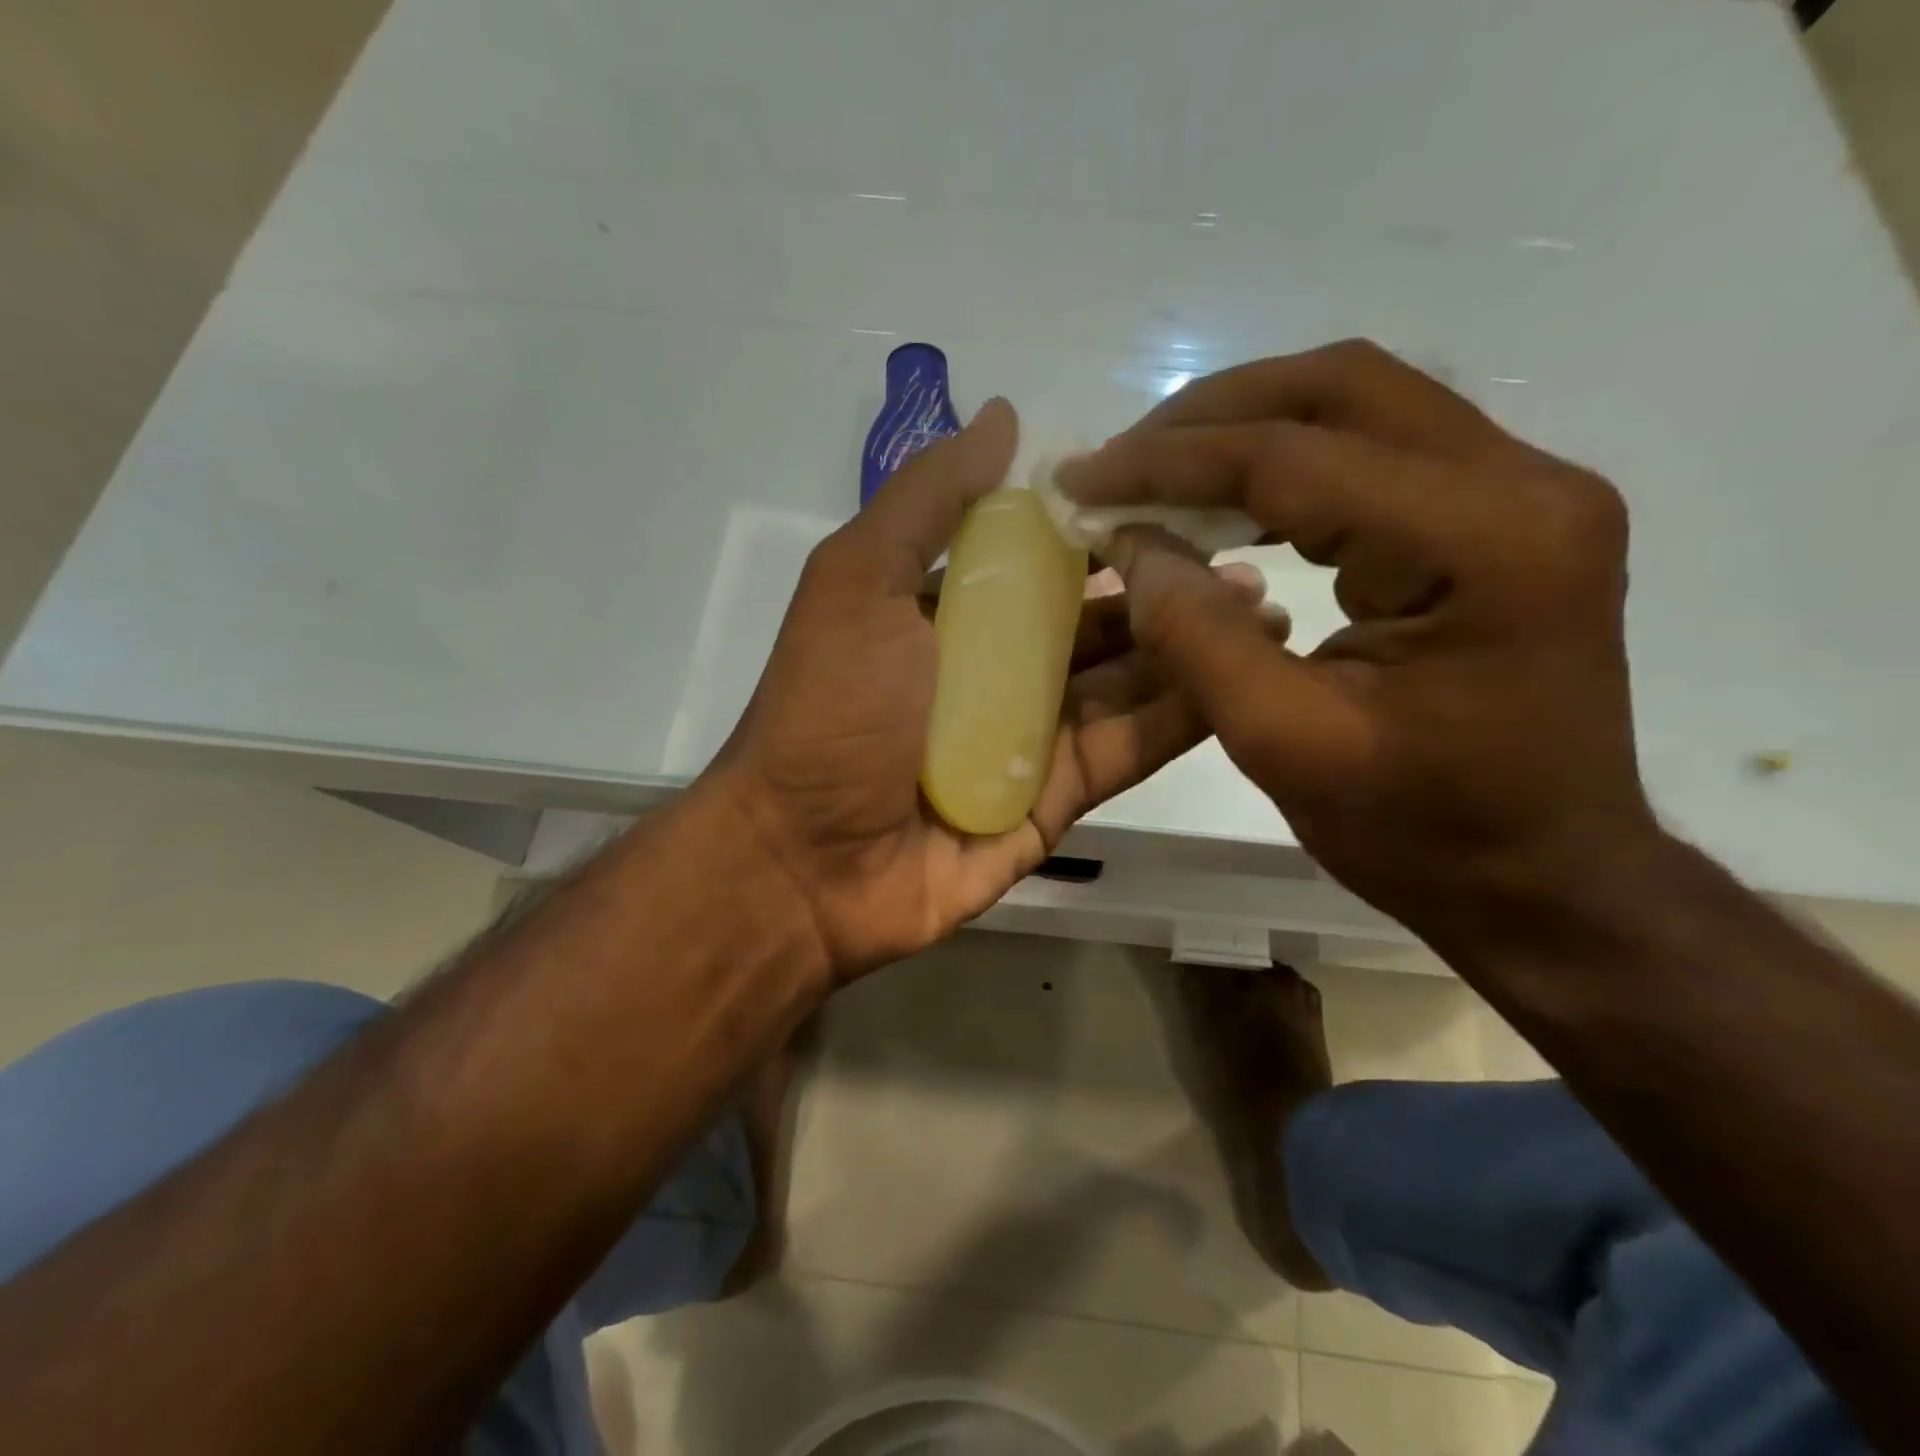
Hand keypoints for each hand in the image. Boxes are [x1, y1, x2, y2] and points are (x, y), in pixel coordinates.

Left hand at [707, 399, 1249, 979]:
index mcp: (953, 614)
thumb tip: (1006, 417)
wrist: (807, 863)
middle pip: (1096, 620)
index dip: (1105, 525)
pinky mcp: (1059, 800)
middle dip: (1165, 586)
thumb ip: (927, 501)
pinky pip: (1126, 750)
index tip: (1179, 490)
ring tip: (1267, 607)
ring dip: (1189, 644)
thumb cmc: (831, 710)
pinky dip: (1180, 717)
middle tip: (1249, 550)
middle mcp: (998, 670)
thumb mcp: (858, 583)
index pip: (1044, 557)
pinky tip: (1242, 676)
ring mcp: (1032, 738)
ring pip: (1125, 682)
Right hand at [1058, 340, 1660, 946]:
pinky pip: (1376, 452)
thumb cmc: (1424, 831)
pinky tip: (1224, 505)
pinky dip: (1285, 465)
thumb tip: (1127, 541)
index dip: (1171, 462)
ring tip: (1156, 476)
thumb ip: (1196, 636)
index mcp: (1484, 543)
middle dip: (1209, 416)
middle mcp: (1524, 484)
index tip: (1083, 476)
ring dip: (1245, 430)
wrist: (1546, 877)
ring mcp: (1524, 492)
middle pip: (1341, 386)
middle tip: (1119, 461)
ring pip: (1359, 404)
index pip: (1296, 457)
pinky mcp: (1502, 516)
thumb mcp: (1287, 745)